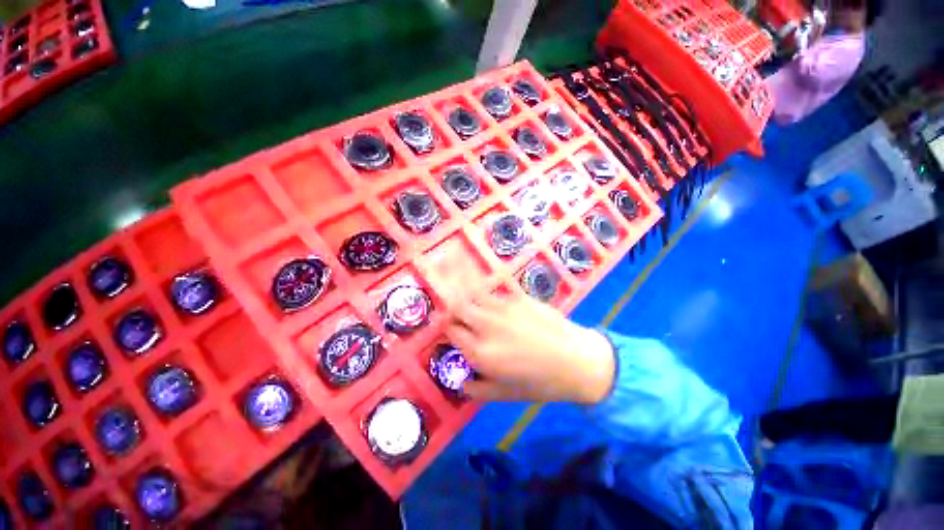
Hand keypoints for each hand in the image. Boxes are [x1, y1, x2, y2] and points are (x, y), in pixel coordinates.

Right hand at [446, 289, 614, 403]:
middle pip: (457, 307)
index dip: (445, 330)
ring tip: (474, 308)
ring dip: (468, 300)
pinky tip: (496, 305)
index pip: (450, 331)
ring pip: (474, 295)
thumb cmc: (540, 383)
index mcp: (480, 352)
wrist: (577, 361)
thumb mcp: (505, 394)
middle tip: (457, 317)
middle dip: (452, 311)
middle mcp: (487, 325)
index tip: (448, 331)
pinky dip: (488, 297)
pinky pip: (495, 293)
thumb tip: (460, 383)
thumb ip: (477, 390)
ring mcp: (503, 308)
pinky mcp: (518, 297)